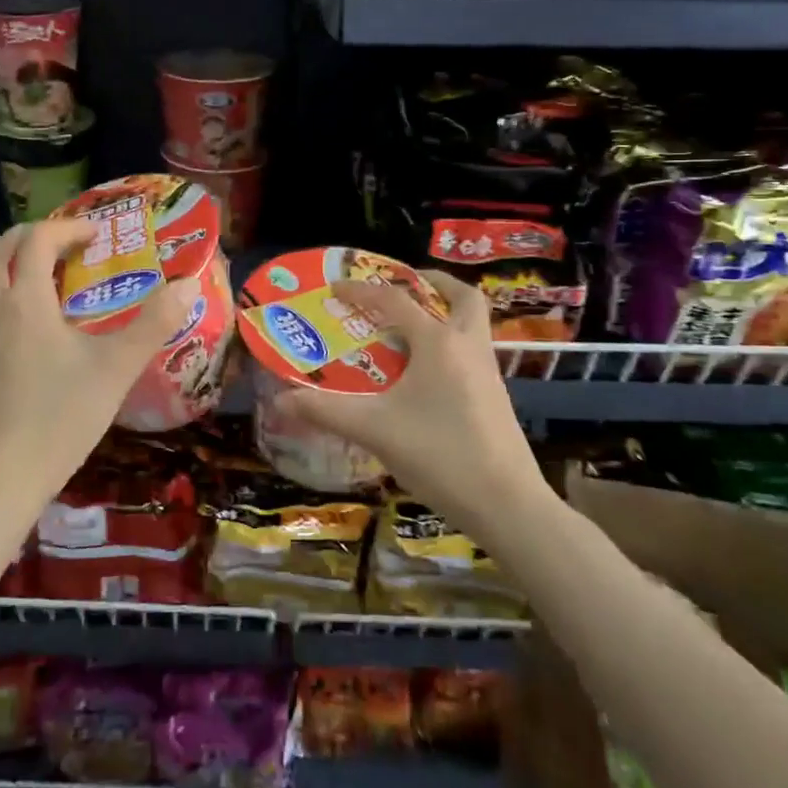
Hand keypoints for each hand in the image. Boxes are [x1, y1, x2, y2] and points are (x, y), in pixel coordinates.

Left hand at [0, 219, 198, 504]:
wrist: (0, 479)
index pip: (37, 241)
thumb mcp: (116, 368)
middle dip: (29, 236)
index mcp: (26, 302)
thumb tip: (187, 283)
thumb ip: (153, 324)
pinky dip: (12, 295)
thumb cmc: (60, 417)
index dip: (68, 228)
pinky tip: (43, 325)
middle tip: (66, 242)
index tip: (99, 234)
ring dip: (15, 264)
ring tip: (56, 277)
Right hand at [272, 270, 547, 527]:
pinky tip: (424, 372)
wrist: (507, 504)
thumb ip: (326, 411)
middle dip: (432, 283)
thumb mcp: (374, 430)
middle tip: (401, 285)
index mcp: (438, 342)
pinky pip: (472, 350)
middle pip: (462, 296)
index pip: (394, 301)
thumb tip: (280, 399)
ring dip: (445, 312)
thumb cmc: (439, 455)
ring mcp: (487, 371)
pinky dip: (449, 343)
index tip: (335, 288)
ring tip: (409, 326)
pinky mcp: (495, 396)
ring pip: (472, 323)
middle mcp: (467, 346)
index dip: (361, 290)